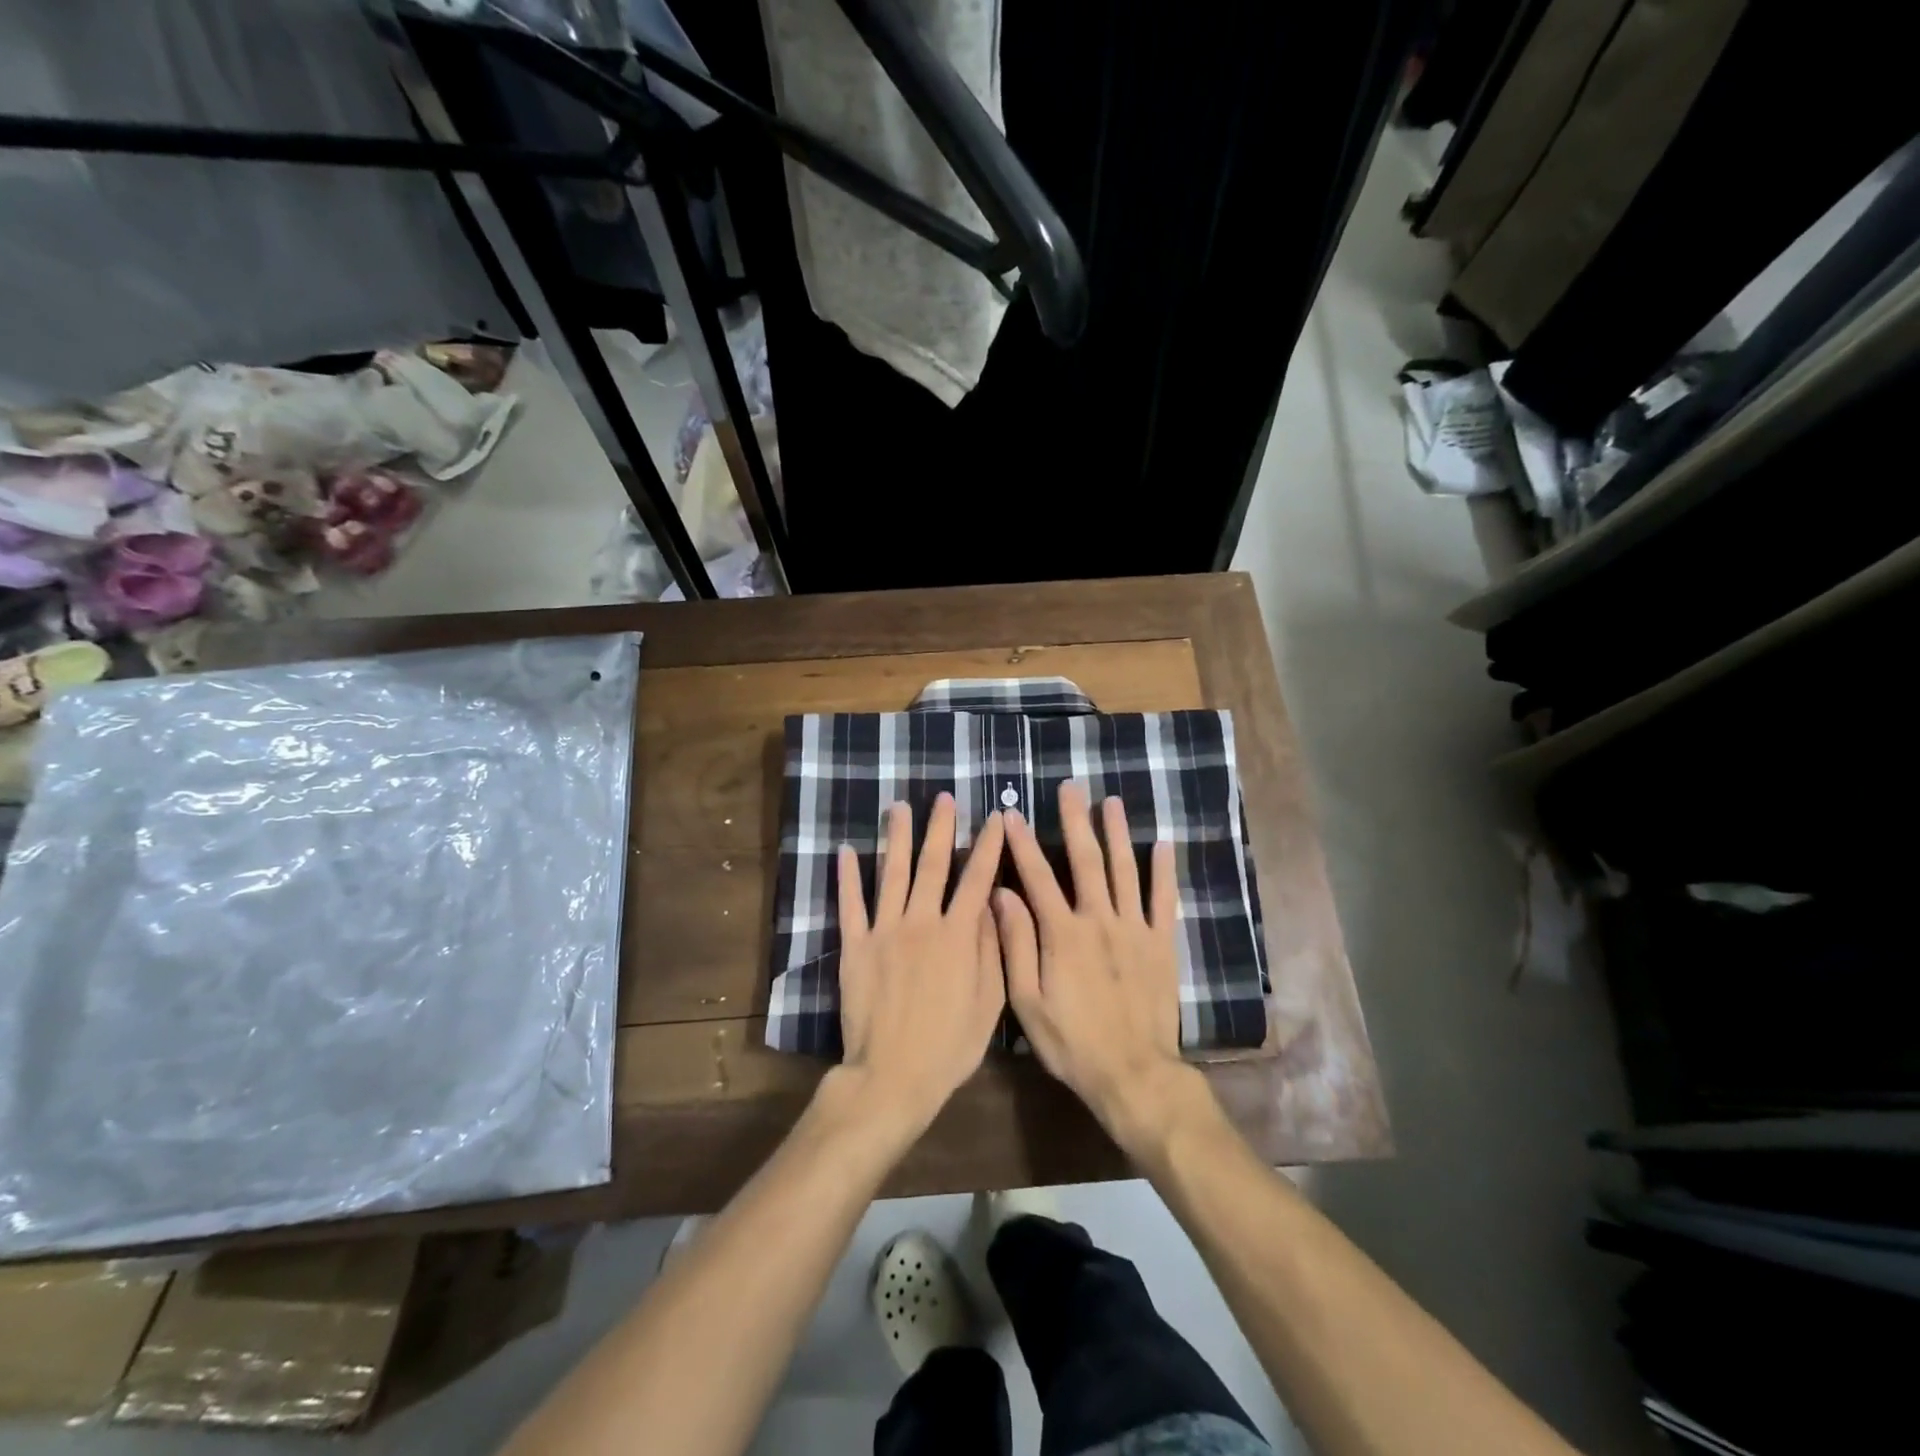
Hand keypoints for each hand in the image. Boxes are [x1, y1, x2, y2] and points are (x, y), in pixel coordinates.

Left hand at [834, 794, 1006, 1143]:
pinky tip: (847, 851)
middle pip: (933, 865)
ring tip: (899, 807)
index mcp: (958, 935)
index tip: (995, 819)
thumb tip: (991, 903)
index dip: (988, 846)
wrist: (893, 1075)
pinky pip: (851, 904)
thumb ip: (991, 948)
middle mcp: (921, 922)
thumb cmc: (949, 1046)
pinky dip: (848, 876)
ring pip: (892, 874)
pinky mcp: (855, 946)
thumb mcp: (989, 1003)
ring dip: (898, 838)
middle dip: (941, 828)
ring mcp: (885, 931)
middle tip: (944, 798)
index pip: (977, 879)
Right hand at [995, 782, 1206, 1156]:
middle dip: (1075, 821)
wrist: (1134, 1075)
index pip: (1037, 877)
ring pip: (1125, 870)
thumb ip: (1015, 946)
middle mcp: (1099, 920)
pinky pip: (1163, 900)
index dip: (1022, 843)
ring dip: (1117, 833)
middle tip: (1071, 788)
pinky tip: (1162, 844)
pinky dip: (1163, 871)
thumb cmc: (1073, 1043)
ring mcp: (1135, 929)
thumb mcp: (1028, 1002)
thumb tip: (1001, 896)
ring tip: (1111, 802)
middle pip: (1086, 861)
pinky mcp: (1160, 944)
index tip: (1011, 814)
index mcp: (1063, 934)